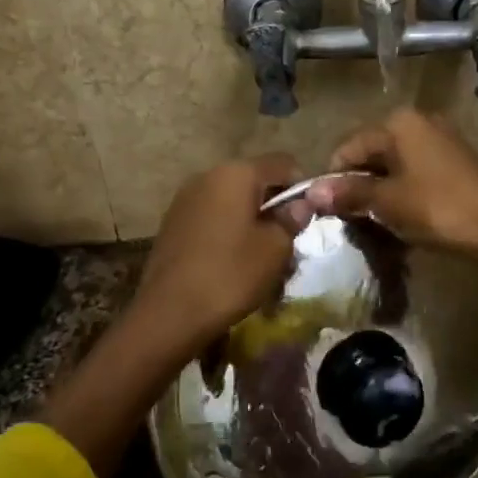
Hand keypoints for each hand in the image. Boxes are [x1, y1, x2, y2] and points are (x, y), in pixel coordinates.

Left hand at [131, 154, 307, 352]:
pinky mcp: (173, 223)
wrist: (169, 313)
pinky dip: (228, 231)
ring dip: (250, 220)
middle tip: (287, 241)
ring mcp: (186, 199)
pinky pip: (212, 217)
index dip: (302, 186)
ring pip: (232, 201)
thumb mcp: (275, 248)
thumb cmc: (231, 274)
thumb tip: (301, 204)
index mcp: (236, 173)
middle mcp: (208, 176)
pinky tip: (231, 262)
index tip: (307, 217)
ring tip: (260, 256)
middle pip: (254, 181)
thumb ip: (292, 219)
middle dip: (274, 206)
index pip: (283, 163)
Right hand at [304, 110, 477, 263]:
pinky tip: (404, 215)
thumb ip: (349, 192)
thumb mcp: (386, 201)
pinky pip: (416, 171)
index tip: (329, 210)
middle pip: (373, 152)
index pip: (350, 147)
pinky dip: (404, 190)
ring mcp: (441, 139)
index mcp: (399, 122)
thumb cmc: (436, 207)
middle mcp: (420, 120)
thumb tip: (310, 193)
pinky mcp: (456, 160)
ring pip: (395, 164)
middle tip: (353, 218)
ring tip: (377, 220)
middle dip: (359, 184)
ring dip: (381, 190)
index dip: (335, 178)